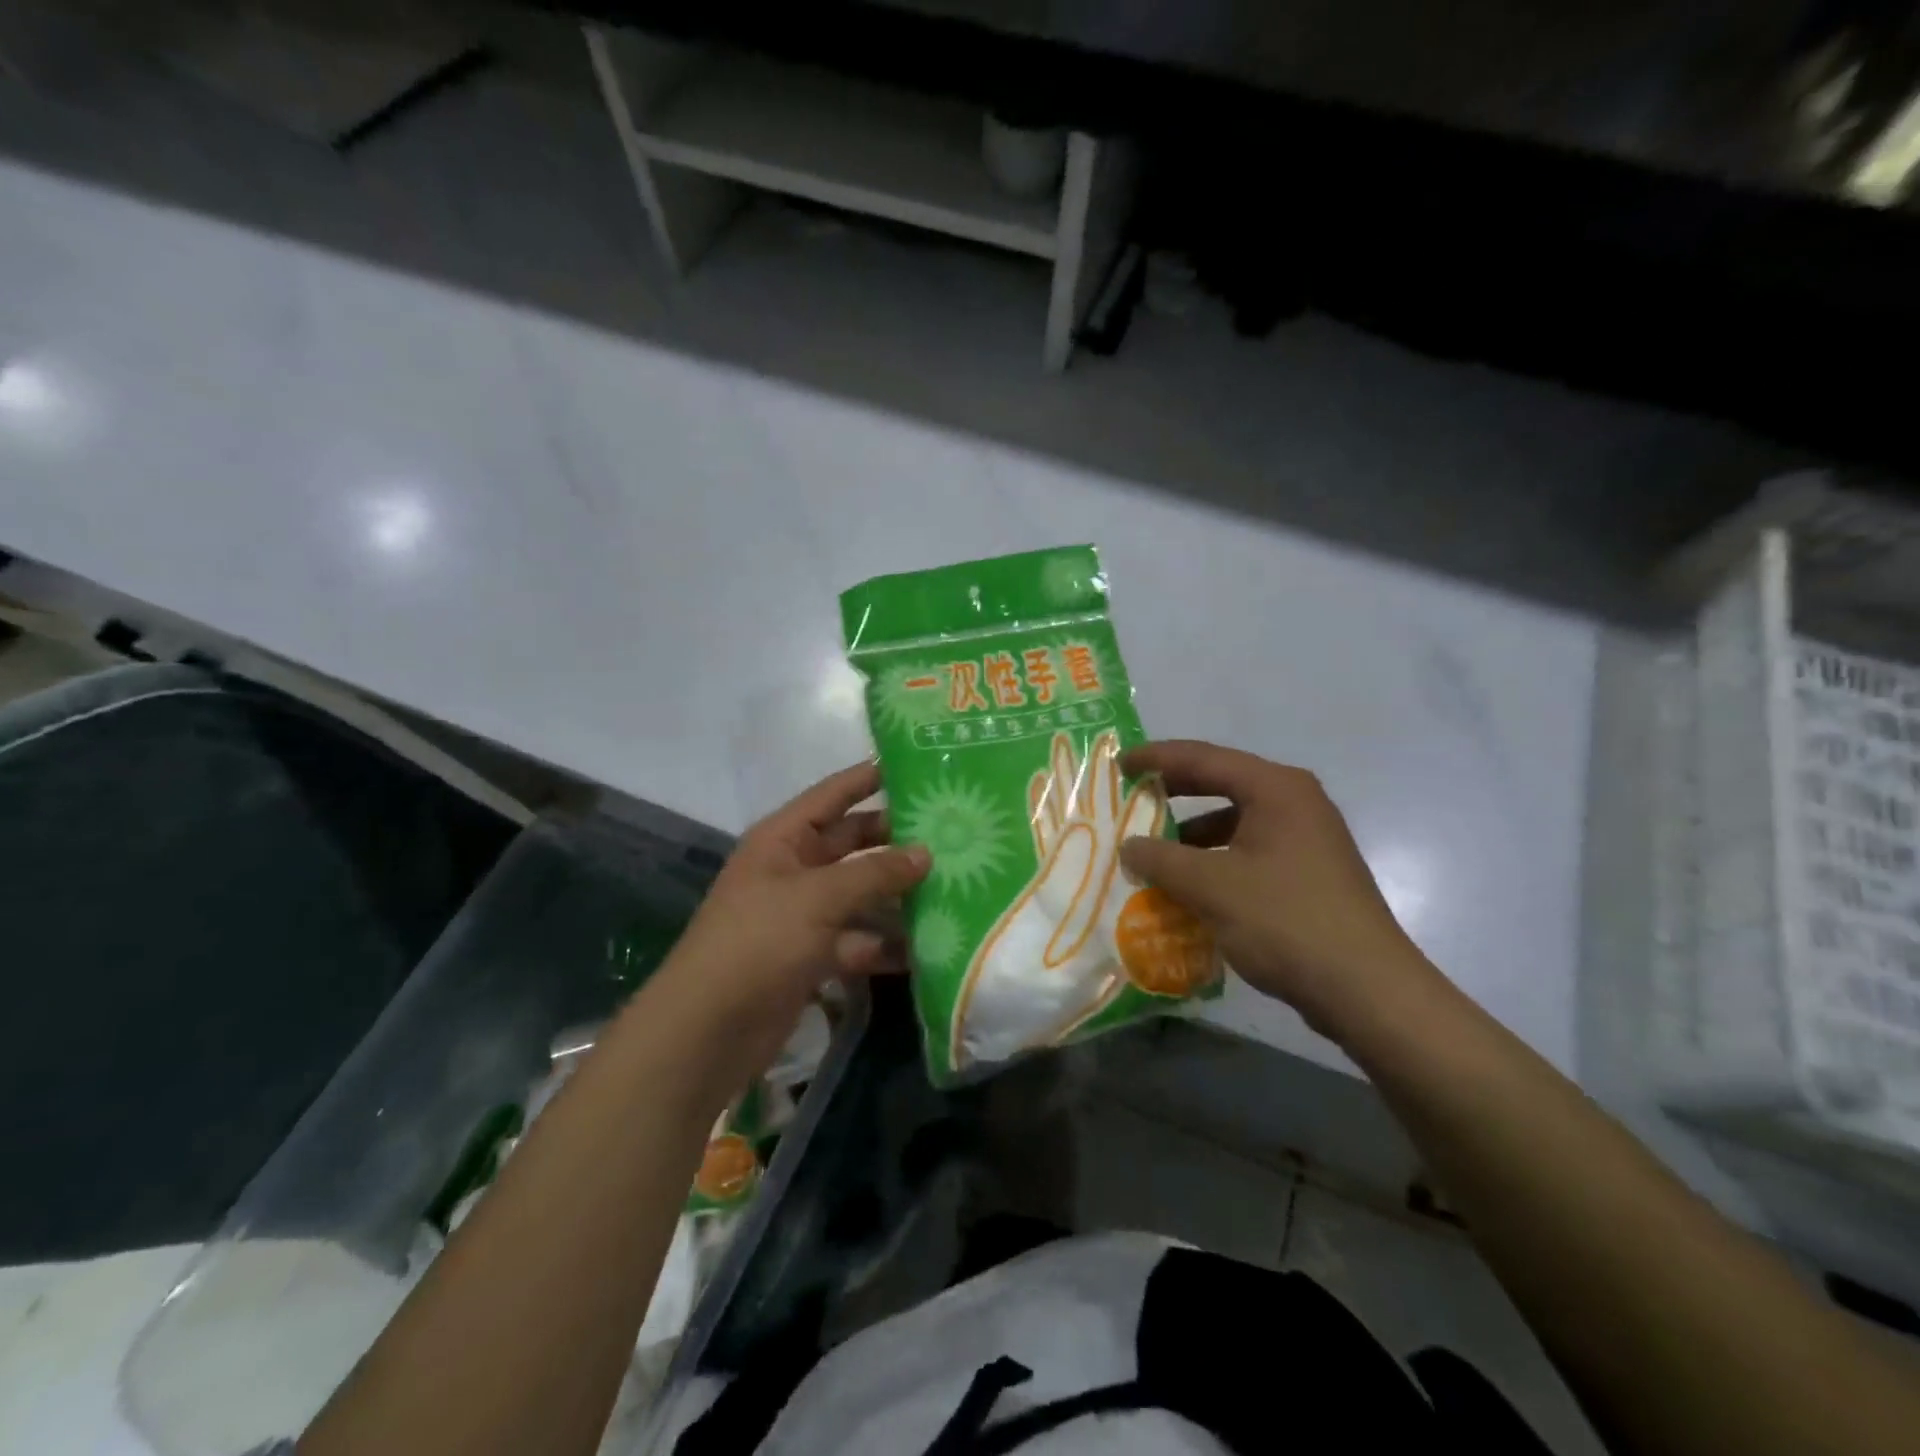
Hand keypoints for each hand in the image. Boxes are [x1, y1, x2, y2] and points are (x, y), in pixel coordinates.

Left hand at [656, 763, 929, 1075]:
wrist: (708, 1030)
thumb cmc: (758, 942)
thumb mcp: (819, 897)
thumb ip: (875, 873)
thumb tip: (926, 852)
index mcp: (783, 839)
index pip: (833, 795)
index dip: (869, 778)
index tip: (916, 765)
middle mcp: (794, 869)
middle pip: (853, 843)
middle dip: (896, 839)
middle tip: (953, 831)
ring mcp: (804, 915)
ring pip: (861, 893)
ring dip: (899, 893)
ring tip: (955, 884)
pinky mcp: (815, 956)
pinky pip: (859, 938)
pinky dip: (888, 942)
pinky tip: (931, 944)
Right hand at [1117, 740, 1434, 1035]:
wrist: (1366, 990)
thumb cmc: (1285, 921)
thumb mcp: (1210, 886)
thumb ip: (1161, 859)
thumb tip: (1130, 846)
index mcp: (1276, 789)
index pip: (1204, 757)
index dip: (1157, 759)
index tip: (1119, 765)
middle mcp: (1295, 803)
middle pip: (1221, 783)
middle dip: (1173, 793)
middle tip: (1130, 799)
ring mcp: (1306, 839)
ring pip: (1234, 822)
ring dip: (1191, 836)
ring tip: (1152, 852)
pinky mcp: (1308, 874)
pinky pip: (1248, 852)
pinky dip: (1214, 862)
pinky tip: (1189, 888)